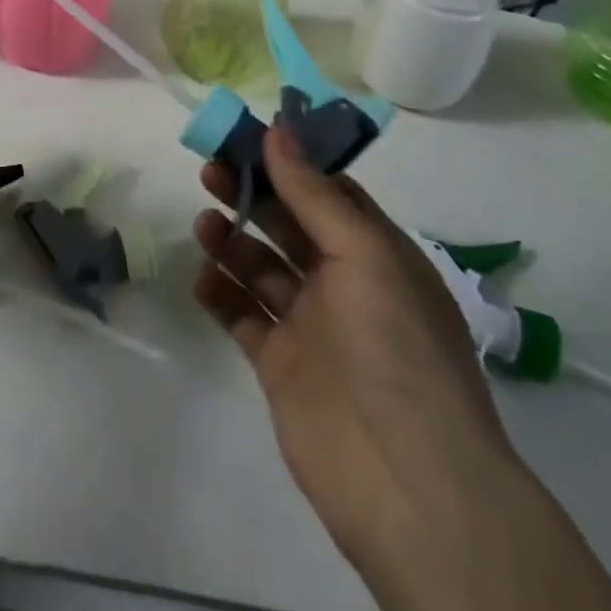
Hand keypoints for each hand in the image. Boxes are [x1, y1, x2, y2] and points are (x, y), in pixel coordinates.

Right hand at [194, 128, 610, 610]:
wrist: (408, 481)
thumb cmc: (395, 346)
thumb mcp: (363, 253)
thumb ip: (313, 193)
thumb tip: (278, 129)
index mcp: (376, 255)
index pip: (327, 193)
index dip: (288, 162)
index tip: (245, 135)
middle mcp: (344, 285)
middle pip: (287, 224)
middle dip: (250, 194)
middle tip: (208, 170)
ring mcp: (311, 326)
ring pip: (261, 268)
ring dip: (231, 240)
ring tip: (204, 223)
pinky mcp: (281, 365)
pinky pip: (242, 315)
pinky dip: (220, 293)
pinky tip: (202, 277)